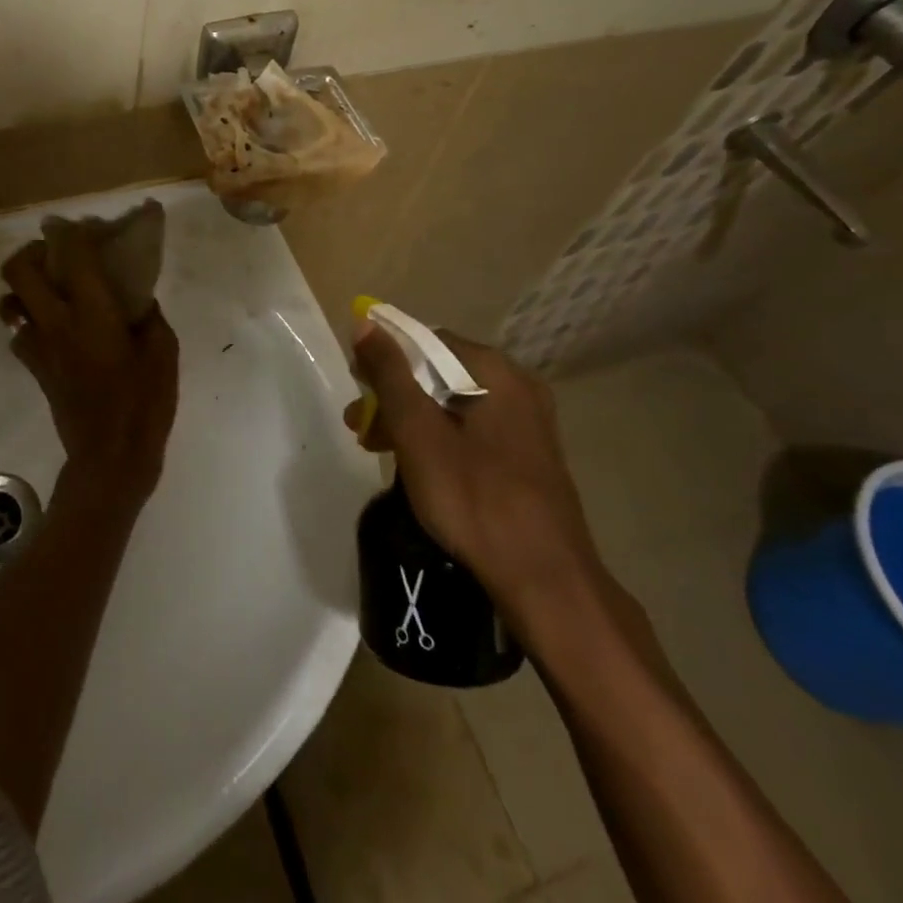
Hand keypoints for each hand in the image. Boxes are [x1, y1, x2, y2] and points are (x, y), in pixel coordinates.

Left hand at [0, 230, 179, 506]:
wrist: (110, 457)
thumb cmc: (144, 402)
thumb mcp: (163, 351)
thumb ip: (148, 315)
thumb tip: (135, 298)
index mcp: (92, 313)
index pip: (72, 255)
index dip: (73, 231)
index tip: (84, 226)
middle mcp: (56, 322)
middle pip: (19, 270)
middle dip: (33, 251)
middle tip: (56, 252)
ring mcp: (38, 346)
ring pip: (10, 300)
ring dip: (24, 285)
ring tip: (50, 286)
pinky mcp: (34, 368)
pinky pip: (18, 331)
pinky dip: (28, 319)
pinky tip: (53, 325)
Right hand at [346, 325, 609, 643]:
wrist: (546, 581)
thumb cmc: (474, 499)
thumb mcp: (418, 433)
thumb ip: (390, 374)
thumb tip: (365, 321)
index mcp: (495, 371)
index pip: (425, 340)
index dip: (384, 358)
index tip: (356, 388)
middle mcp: (518, 384)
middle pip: (439, 371)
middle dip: (394, 394)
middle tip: (360, 426)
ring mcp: (529, 420)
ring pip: (454, 402)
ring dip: (412, 418)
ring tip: (378, 448)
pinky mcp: (530, 453)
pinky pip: (473, 427)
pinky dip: (439, 436)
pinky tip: (418, 464)